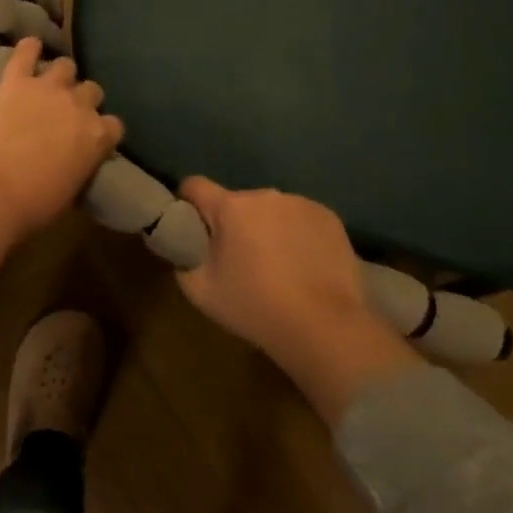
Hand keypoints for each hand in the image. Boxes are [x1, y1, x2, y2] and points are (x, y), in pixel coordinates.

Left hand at [0, 38, 123, 273]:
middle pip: (91, 90)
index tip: (89, 137)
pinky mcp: (15, 82)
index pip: (112, 124)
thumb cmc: (33, 205)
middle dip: (81, 100)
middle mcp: (79, 106)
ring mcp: (47, 90)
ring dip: (59, 75)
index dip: (100, 129)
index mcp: (97, 137)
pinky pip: (25, 53)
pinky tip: (29, 47)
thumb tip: (74, 161)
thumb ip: (79, 165)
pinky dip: (28, 48)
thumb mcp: (70, 190)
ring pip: (65, 66)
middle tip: (64, 113)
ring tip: (47, 84)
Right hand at [176, 177, 421, 424]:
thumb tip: (184, 245)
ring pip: (270, 210)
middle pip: (236, 201)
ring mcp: (301, 203)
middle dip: (232, 222)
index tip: (192, 225)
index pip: (195, 185)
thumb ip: (182, 259)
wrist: (325, 327)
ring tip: (277, 264)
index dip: (187, 202)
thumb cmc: (255, 307)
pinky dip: (296, 233)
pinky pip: (300, 218)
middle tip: (238, 258)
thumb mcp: (200, 291)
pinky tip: (303, 264)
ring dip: (266, 227)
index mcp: (230, 207)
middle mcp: (265, 195)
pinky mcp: (329, 217)